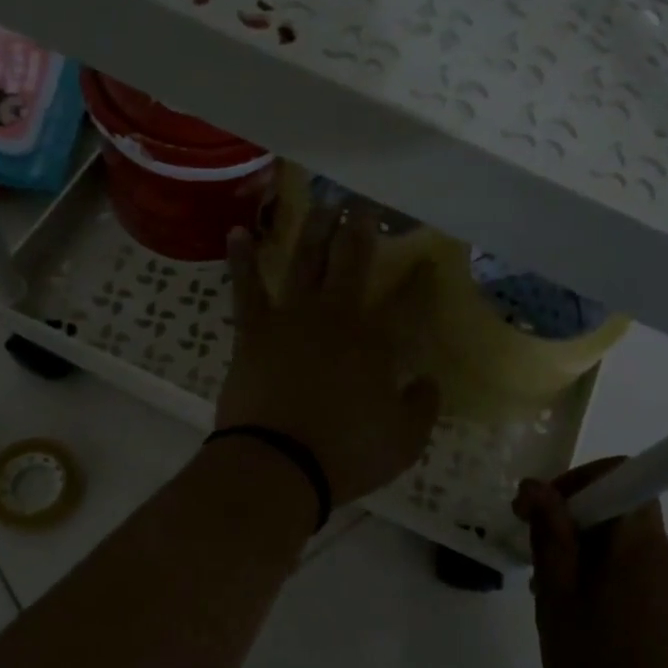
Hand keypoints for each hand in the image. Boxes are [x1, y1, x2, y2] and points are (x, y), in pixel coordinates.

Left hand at [217, 205, 440, 505]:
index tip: (429, 257)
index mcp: (376, 340)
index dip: (420, 277)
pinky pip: (247, 287)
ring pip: (305, 260)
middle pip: (352, 260)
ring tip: (324, 202)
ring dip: (316, 229)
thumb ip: (422, 406)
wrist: (277, 464)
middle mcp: (336, 315)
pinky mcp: (254, 330)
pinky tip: (238, 231)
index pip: (406, 299)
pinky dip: (243, 259)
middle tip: (366, 204)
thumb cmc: (346, 454)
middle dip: (362, 228)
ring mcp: (291, 318)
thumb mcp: (404, 441)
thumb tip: (428, 382)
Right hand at [516, 459, 667, 667]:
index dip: (578, 480)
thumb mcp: (559, 601)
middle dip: (572, 526)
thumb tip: (537, 487)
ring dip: (585, 558)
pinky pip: (638, 576)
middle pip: (619, 512)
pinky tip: (582, 627)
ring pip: (624, 548)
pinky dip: (605, 582)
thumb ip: (551, 537)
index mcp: (642, 543)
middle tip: (536, 565)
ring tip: (554, 605)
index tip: (541, 510)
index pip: (622, 474)